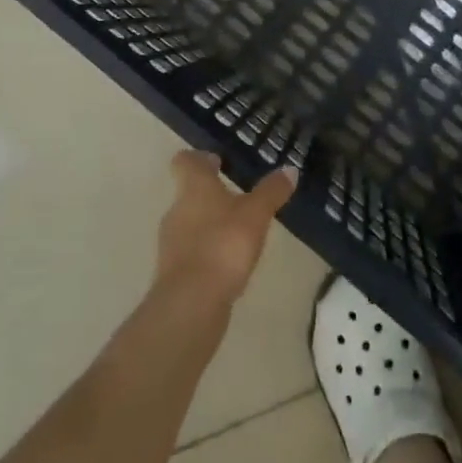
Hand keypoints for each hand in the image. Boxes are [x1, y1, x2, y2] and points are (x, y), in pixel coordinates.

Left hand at [155, 151, 295, 303]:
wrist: (190, 304)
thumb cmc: (223, 245)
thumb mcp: (256, 215)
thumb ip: (271, 191)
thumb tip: (289, 169)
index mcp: (193, 188)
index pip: (185, 161)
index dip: (199, 158)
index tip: (217, 161)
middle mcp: (177, 209)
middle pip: (189, 193)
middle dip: (212, 193)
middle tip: (239, 196)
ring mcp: (171, 243)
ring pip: (190, 222)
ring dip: (210, 223)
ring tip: (239, 230)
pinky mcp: (174, 272)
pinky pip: (192, 251)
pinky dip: (208, 251)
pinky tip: (229, 262)